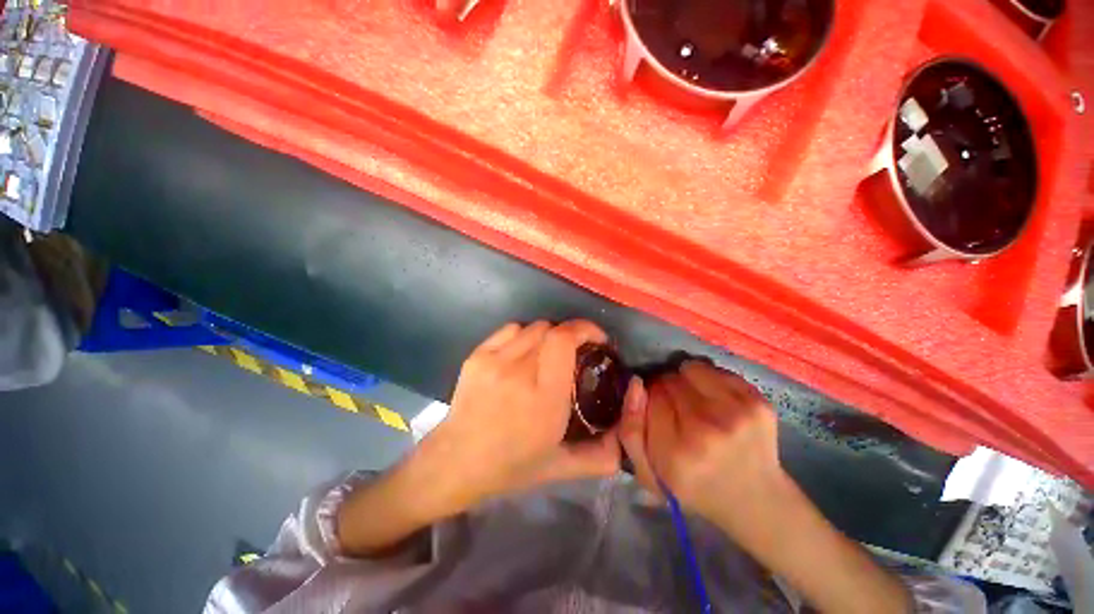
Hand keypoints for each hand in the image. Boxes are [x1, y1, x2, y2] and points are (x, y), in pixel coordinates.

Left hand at [418, 320, 623, 512]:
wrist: (455, 462)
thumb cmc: (511, 467)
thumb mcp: (562, 468)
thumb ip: (602, 455)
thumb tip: (627, 438)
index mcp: (544, 397)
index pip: (564, 340)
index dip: (585, 329)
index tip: (598, 339)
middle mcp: (518, 371)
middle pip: (551, 329)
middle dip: (570, 334)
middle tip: (575, 352)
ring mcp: (493, 360)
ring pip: (532, 327)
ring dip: (548, 336)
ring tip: (548, 355)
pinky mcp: (476, 356)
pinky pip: (510, 330)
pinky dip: (524, 335)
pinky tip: (523, 354)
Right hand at [619, 360, 787, 526]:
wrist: (754, 500)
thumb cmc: (692, 487)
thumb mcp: (648, 473)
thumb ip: (630, 429)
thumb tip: (636, 382)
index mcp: (675, 452)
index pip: (650, 395)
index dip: (650, 398)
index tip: (656, 410)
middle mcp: (707, 431)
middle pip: (670, 380)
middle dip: (666, 388)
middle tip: (675, 409)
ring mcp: (737, 415)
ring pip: (691, 369)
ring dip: (686, 380)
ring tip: (694, 401)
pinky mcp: (759, 403)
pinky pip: (717, 371)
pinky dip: (710, 380)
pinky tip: (714, 401)